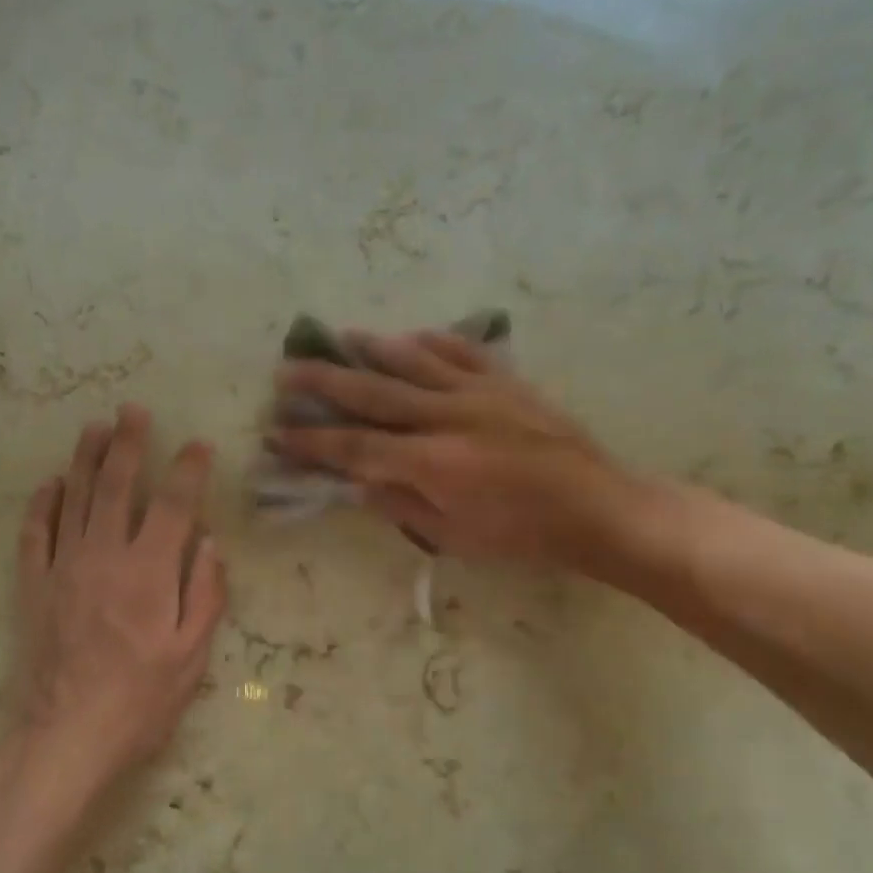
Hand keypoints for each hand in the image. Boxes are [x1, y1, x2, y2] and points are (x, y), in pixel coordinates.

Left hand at [5, 406, 225, 790]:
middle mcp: (104, 557)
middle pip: (116, 486)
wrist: (65, 737)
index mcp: (149, 573)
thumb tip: (210, 544)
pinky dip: (41, 504)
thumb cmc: (140, 702)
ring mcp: (63, 568)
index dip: (188, 470)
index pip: (173, 505)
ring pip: (73, 499)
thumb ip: (205, 594)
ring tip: (94, 428)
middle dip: (127, 443)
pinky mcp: (33, 587)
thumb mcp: (191, 656)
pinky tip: (50, 483)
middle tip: (132, 410)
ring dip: (84, 459)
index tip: (198, 444)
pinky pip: (34, 534)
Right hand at [269, 331, 647, 576]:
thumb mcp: (453, 537)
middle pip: (372, 393)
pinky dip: (430, 341)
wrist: (595, 506)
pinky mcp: (506, 381)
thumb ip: (400, 505)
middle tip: (286, 369)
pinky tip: (409, 335)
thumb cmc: (521, 535)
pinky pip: (460, 350)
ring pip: (412, 360)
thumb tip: (357, 483)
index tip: (277, 432)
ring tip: (338, 337)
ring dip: (370, 348)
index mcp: (432, 463)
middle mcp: (447, 416)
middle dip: (324, 383)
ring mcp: (478, 392)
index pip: (356, 448)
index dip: (312, 442)